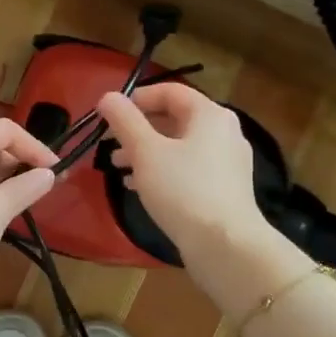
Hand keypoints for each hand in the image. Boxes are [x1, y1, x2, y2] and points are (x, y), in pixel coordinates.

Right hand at [98, 84, 268, 257]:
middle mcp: (224, 132)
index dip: (136, 98)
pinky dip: (163, 171)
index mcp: (209, 114)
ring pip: (180, 146)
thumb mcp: (146, 151)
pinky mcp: (225, 189)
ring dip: (146, 152)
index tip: (109, 115)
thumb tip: (107, 96)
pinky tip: (139, 187)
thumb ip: (124, 120)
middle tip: (109, 144)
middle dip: (138, 129)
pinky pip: (189, 169)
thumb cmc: (183, 190)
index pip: (170, 91)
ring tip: (119, 168)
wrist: (225, 245)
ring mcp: (228, 162)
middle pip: (174, 118)